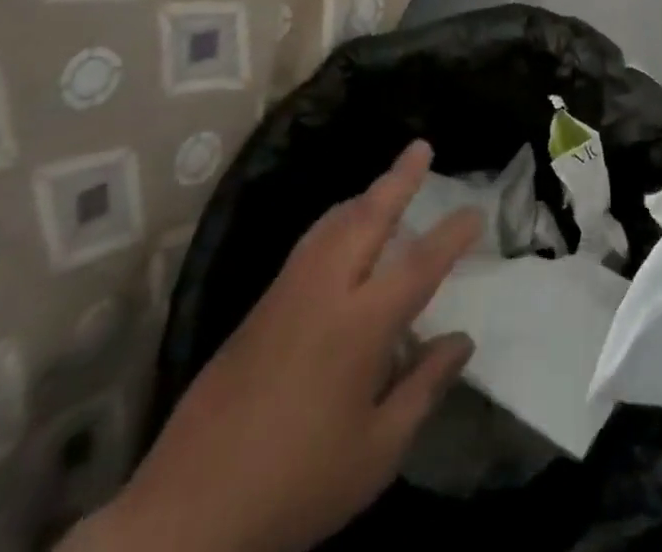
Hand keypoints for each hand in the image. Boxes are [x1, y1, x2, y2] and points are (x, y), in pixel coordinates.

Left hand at [82, 142, 480, 551]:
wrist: (185, 516)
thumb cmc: (296, 485)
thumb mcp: (376, 453)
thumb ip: (424, 388)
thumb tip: (462, 341)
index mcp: (359, 325)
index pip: (419, 264)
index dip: (451, 234)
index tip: (476, 210)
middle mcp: (323, 292)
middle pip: (366, 217)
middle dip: (398, 179)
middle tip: (421, 147)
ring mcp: (284, 295)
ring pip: (330, 224)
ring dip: (363, 197)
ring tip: (385, 184)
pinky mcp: (256, 310)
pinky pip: (308, 245)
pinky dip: (336, 223)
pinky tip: (340, 236)